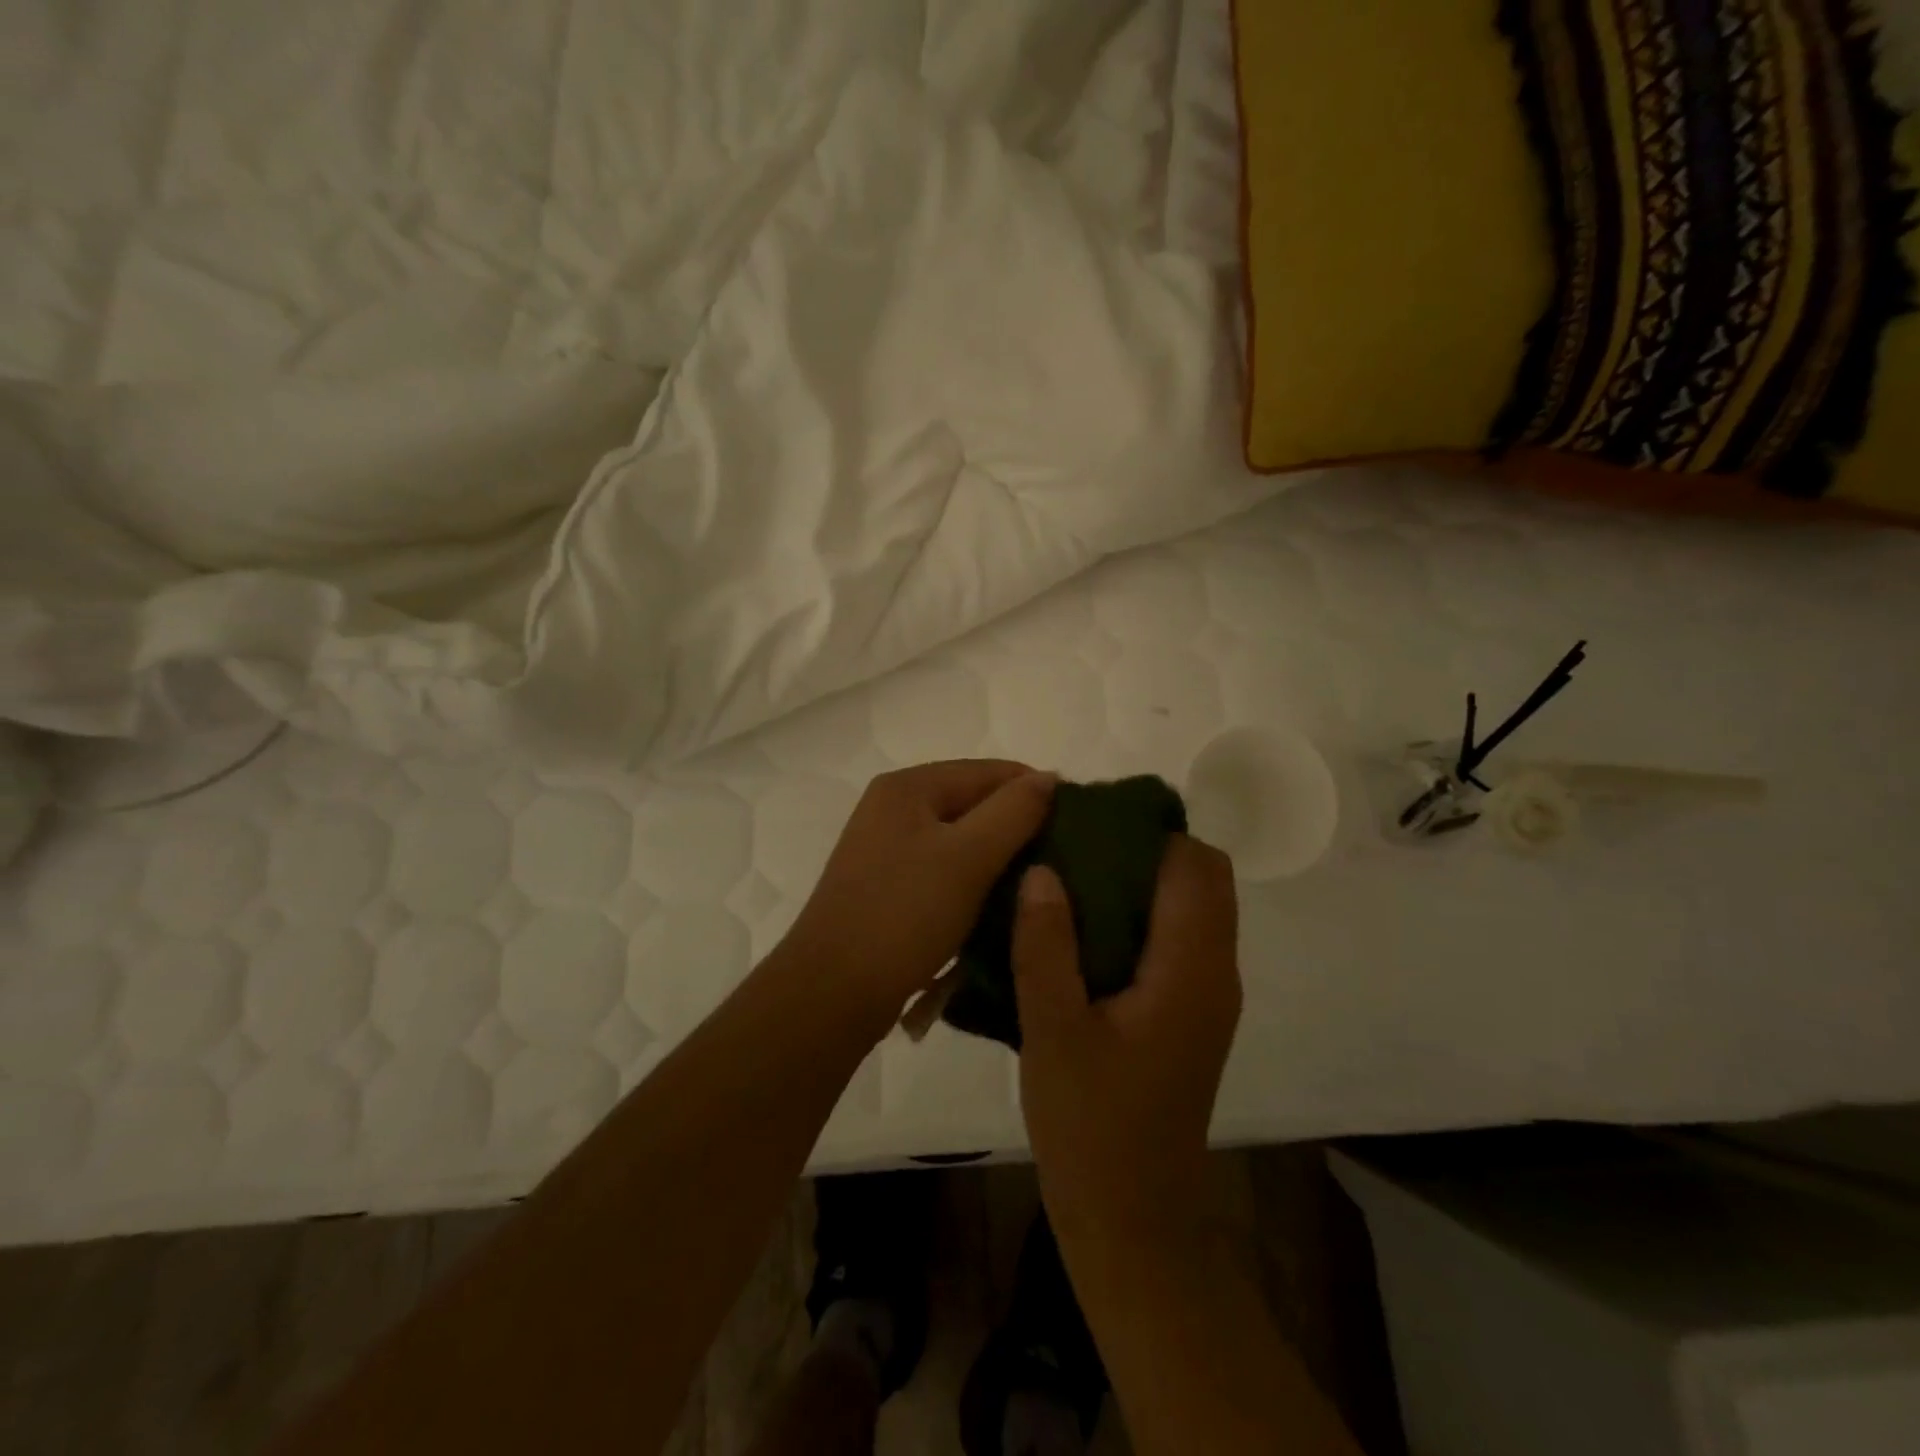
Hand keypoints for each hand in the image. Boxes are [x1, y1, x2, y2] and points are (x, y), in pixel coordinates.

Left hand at [782, 760, 1055, 1018]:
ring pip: (960, 840)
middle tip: (1063, 859)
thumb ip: (1014, 811)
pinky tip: (999, 904)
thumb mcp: (968, 857)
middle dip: (1018, 826)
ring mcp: (885, 848)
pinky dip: (973, 881)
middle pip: (973, 803)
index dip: (1037, 791)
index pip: (989, 771)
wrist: (832, 991)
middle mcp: (892, 808)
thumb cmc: (904, 914)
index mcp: (908, 787)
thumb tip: (1048, 778)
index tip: (1081, 825)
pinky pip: (943, 870)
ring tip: (1038, 883)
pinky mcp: (886, 886)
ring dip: (998, 857)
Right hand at [1012, 837, 1240, 1244]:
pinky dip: (1141, 917)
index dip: (1149, 832)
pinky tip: (1082, 930)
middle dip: (1146, 850)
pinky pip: (1177, 940)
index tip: (1089, 822)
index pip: (1195, 867)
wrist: (1132, 1218)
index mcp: (1191, 969)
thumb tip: (1042, 869)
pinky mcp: (1190, 1016)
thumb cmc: (1092, 1126)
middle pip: (1202, 880)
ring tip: (1071, 878)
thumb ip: (1046, 945)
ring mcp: (1207, 997)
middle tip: (1076, 847)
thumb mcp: (1054, 1031)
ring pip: (1190, 909)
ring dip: (1142, 883)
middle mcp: (1214, 973)